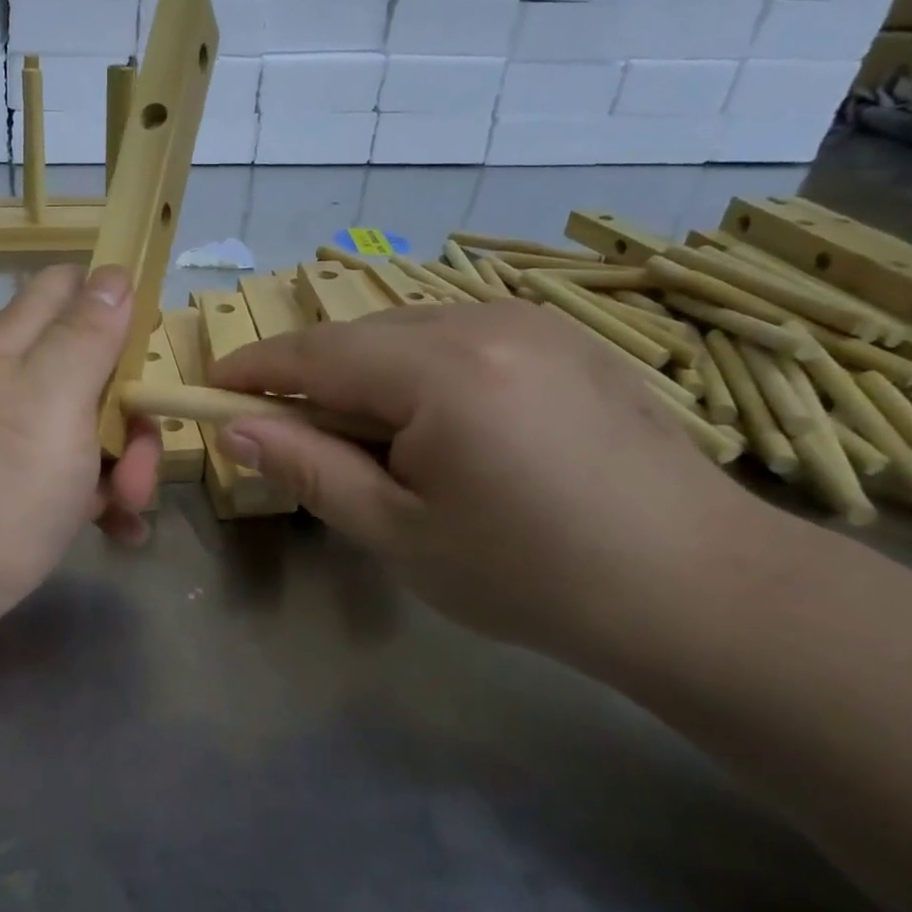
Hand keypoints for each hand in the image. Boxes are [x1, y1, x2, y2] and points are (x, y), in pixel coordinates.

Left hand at [0, 264, 161, 644]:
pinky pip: (83, 480)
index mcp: (19, 348)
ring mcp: (23, 441)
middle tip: (139, 453)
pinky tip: (124, 531)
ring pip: (97, 429)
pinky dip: (110, 501)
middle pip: (98, 367)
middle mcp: (21, 386)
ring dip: (130, 463)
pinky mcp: (28, 491)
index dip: (116, 299)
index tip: (151, 343)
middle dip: (133, 406)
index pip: (69, 287)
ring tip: (129, 506)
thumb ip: (86, 335)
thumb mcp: (52, 398)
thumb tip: (115, 273)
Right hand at [209, 298, 774, 658]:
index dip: (255, 367)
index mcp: (441, 369)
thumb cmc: (531, 574)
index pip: (316, 352)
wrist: (700, 590)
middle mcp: (485, 321)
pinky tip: (435, 426)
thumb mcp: (399, 532)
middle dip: (310, 376)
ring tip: (364, 440)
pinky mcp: (564, 340)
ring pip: (409, 332)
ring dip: (366, 375)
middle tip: (285, 431)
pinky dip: (418, 371)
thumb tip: (237, 430)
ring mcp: (532, 323)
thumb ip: (310, 469)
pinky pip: (459, 338)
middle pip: (361, 335)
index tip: (211, 385)